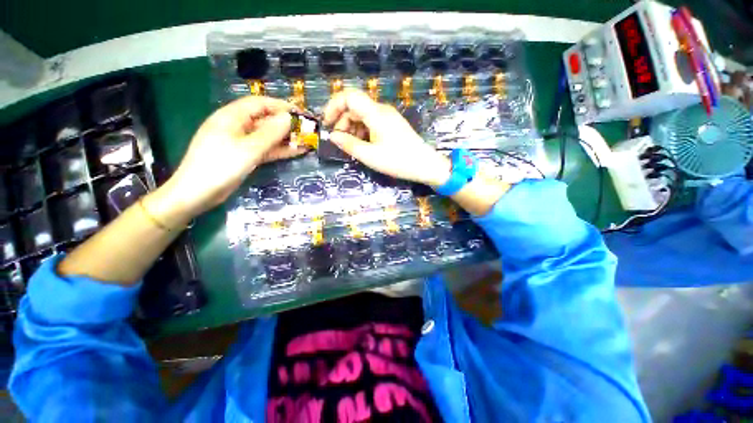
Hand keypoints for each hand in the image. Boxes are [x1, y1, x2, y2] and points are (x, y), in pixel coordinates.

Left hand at [146, 96, 305, 226]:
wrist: (197, 193)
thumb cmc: (220, 166)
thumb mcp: (248, 149)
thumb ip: (270, 133)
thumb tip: (288, 118)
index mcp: (231, 117)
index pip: (259, 104)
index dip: (280, 106)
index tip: (300, 113)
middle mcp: (237, 126)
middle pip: (265, 120)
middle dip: (286, 124)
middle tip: (307, 130)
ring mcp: (241, 142)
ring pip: (267, 136)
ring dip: (285, 139)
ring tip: (306, 141)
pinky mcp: (245, 156)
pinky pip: (265, 149)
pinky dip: (279, 150)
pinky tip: (296, 151)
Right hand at [323, 89, 449, 186]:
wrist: (425, 165)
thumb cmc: (397, 161)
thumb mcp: (370, 155)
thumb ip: (349, 144)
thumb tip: (332, 136)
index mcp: (375, 113)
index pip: (349, 96)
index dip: (333, 106)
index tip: (326, 123)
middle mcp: (381, 110)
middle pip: (355, 107)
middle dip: (342, 121)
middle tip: (339, 141)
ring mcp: (388, 117)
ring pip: (363, 115)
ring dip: (352, 128)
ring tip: (350, 146)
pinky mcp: (392, 125)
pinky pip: (372, 122)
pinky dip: (363, 131)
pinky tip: (363, 145)